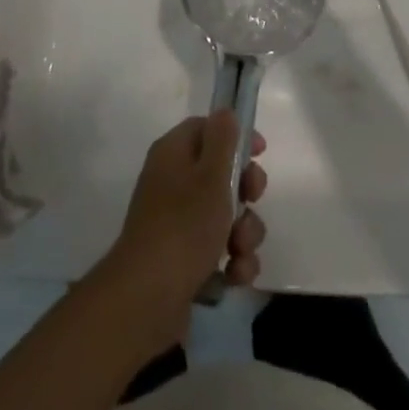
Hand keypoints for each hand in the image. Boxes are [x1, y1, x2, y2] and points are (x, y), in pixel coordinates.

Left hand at [97, 112, 266, 348]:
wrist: (147, 298)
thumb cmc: (184, 226)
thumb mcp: (211, 175)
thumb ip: (223, 139)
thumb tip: (225, 112)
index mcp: (173, 154)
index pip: (207, 129)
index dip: (235, 137)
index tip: (261, 152)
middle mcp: (173, 183)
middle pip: (222, 174)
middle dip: (246, 192)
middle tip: (252, 201)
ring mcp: (178, 223)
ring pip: (227, 216)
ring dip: (244, 233)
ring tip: (239, 251)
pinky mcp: (185, 260)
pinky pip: (220, 251)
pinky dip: (233, 262)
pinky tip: (234, 275)